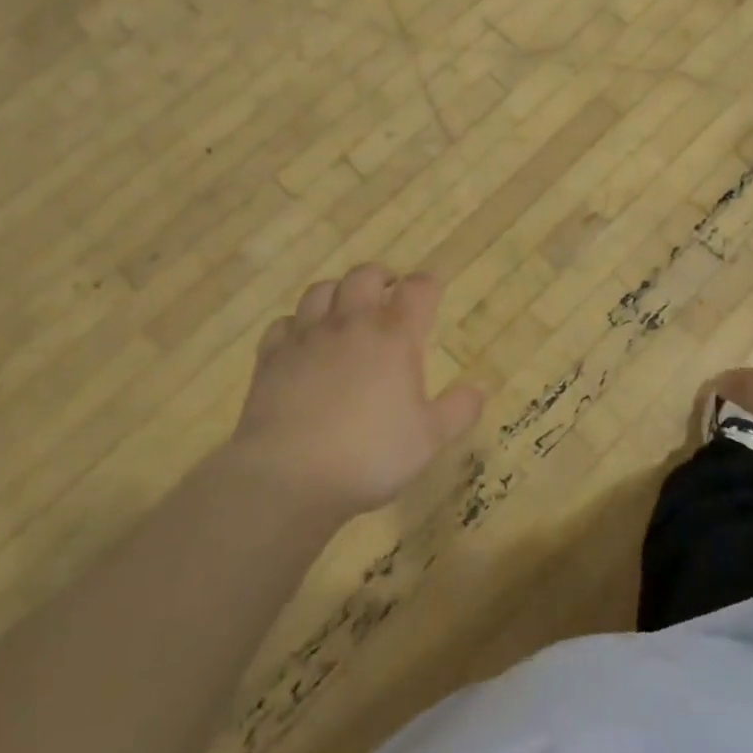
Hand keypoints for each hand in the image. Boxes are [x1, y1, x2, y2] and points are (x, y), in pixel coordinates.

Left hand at [230, 265, 483, 519]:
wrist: (289, 476)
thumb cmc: (370, 455)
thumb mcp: (430, 439)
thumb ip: (459, 410)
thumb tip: (481, 387)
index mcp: (395, 336)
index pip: (418, 289)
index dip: (428, 283)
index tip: (433, 287)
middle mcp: (351, 324)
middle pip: (364, 276)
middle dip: (381, 276)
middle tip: (389, 290)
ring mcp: (306, 337)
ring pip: (321, 290)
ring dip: (338, 292)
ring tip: (346, 307)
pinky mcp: (271, 357)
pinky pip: (283, 324)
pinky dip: (296, 324)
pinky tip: (302, 340)